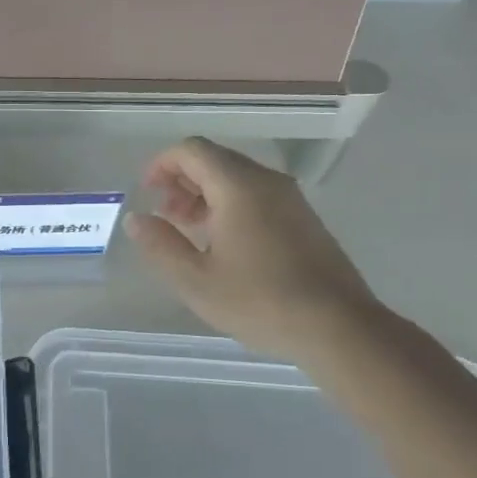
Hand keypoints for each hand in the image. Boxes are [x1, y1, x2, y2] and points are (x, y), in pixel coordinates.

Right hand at [126, 138, 379, 355]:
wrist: (339, 327)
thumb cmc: (260, 301)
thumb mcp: (196, 280)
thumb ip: (160, 244)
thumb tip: (137, 219)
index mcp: (238, 186)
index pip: (191, 150)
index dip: (162, 165)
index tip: (147, 193)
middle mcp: (266, 181)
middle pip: (215, 160)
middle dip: (182, 180)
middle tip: (165, 216)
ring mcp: (290, 198)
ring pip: (237, 177)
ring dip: (205, 194)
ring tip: (190, 231)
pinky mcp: (304, 218)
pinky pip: (257, 194)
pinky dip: (230, 204)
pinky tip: (224, 243)